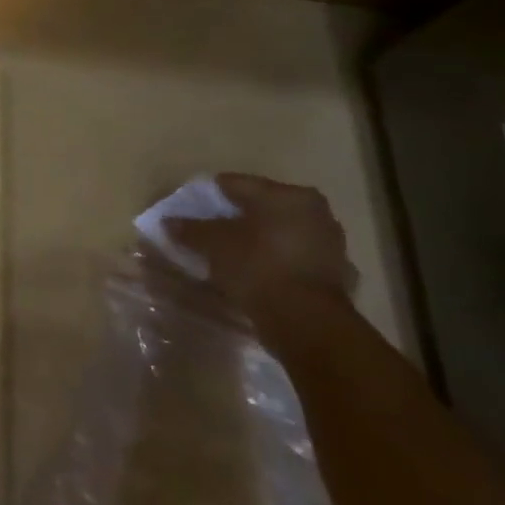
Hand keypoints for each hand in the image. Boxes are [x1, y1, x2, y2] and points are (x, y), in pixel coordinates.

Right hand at [165, 173, 355, 324]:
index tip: (189, 208)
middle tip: (208, 231)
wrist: (306, 320)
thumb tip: (169, 221)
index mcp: (287, 195)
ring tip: (229, 254)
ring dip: (257, 240)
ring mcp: (330, 244)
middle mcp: (315, 211)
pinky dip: (274, 261)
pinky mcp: (335, 273)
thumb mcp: (213, 243)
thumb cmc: (257, 266)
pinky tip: (255, 273)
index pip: (236, 184)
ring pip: (280, 233)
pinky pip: (293, 258)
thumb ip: (190, 228)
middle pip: (261, 208)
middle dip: (235, 218)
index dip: (208, 195)